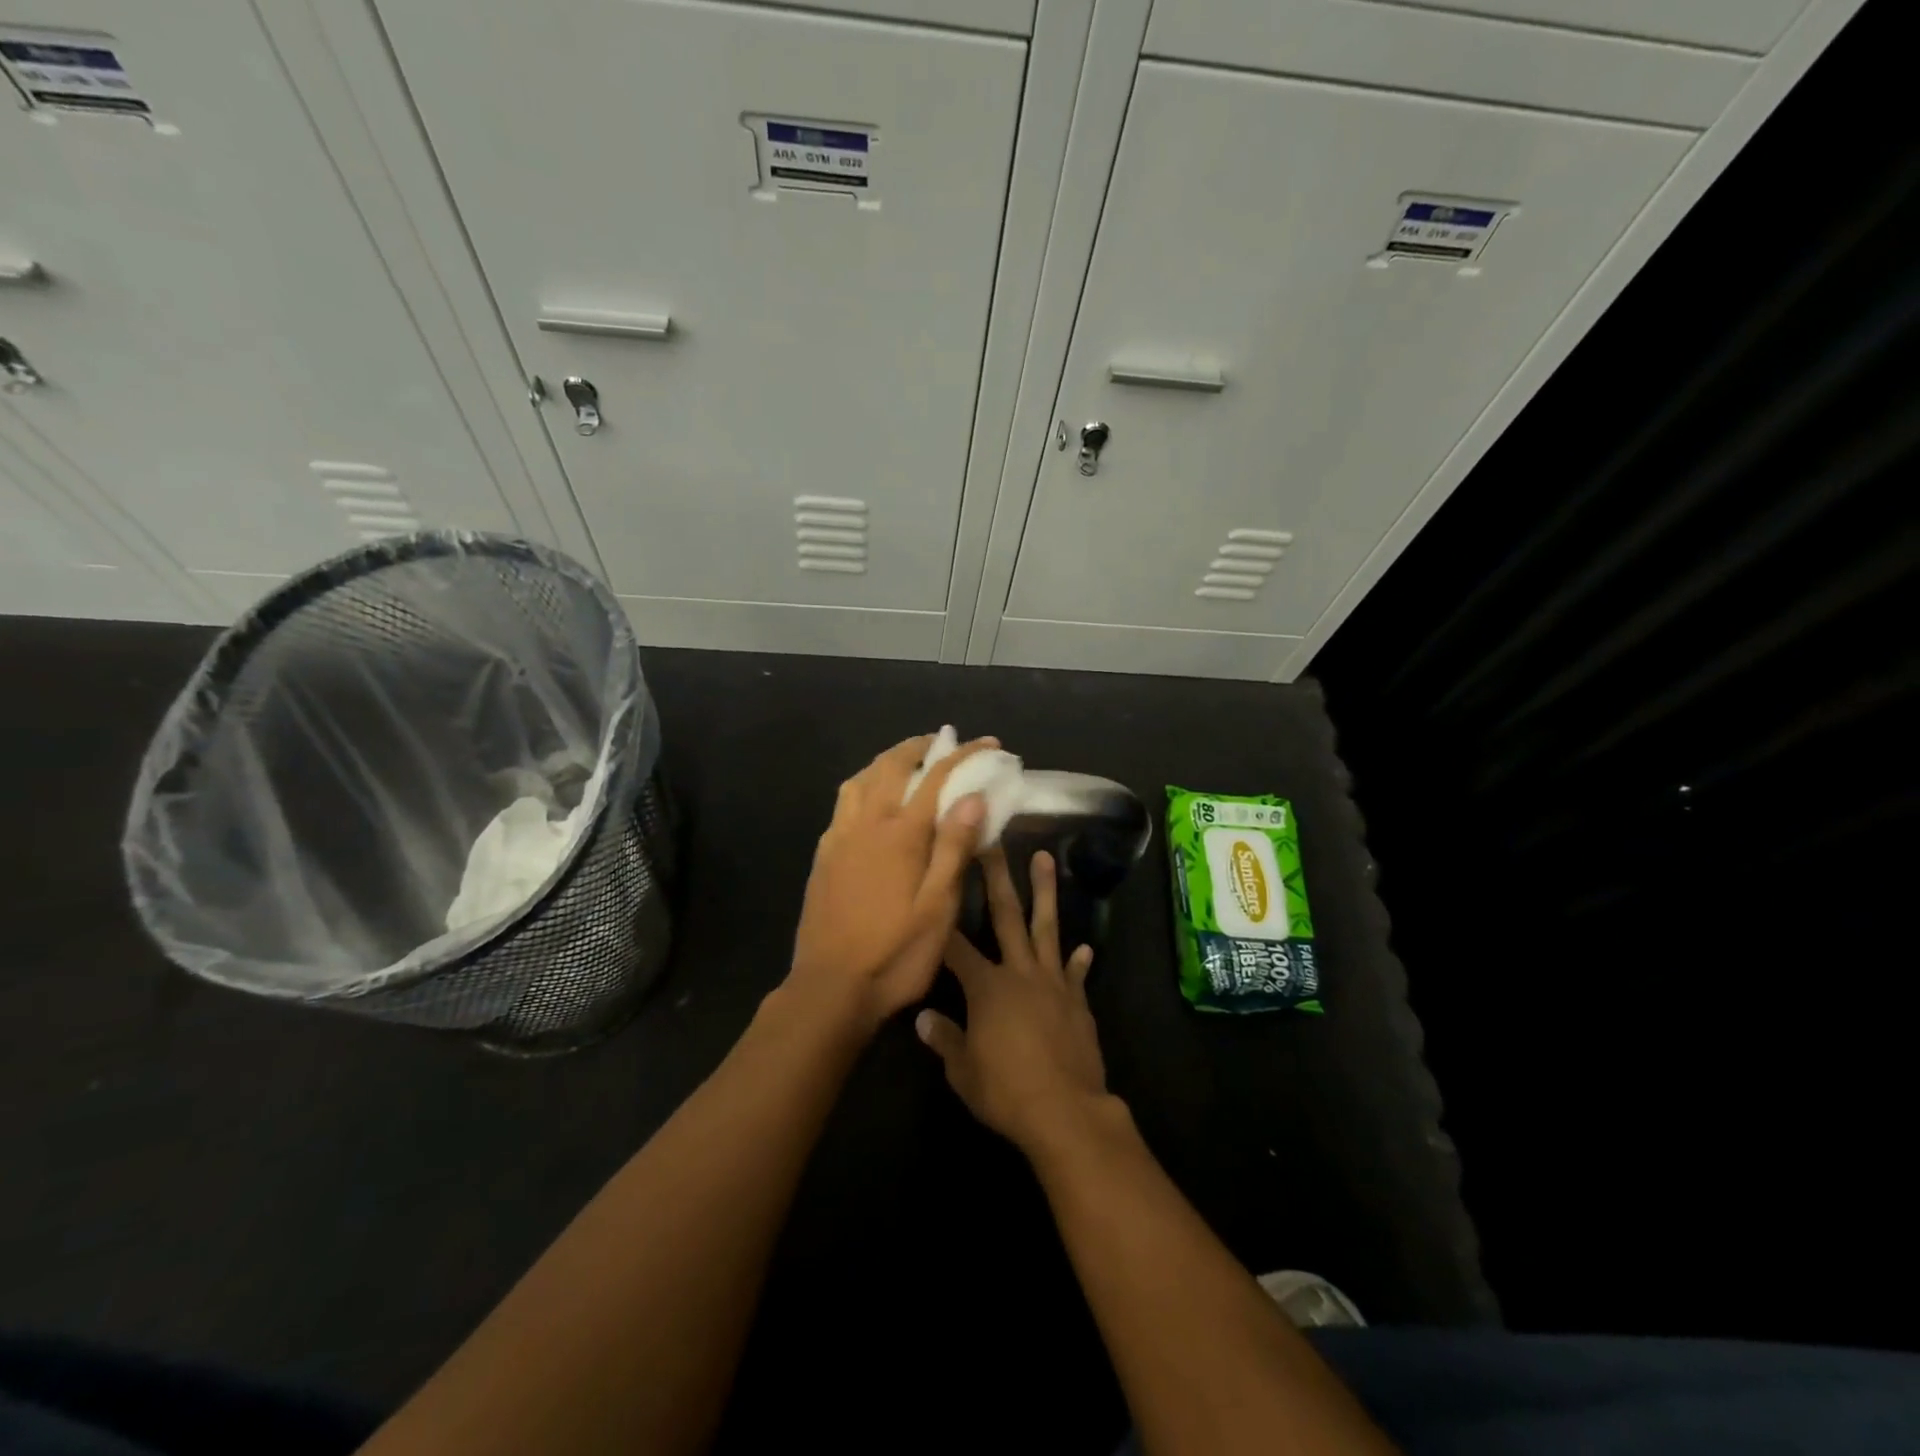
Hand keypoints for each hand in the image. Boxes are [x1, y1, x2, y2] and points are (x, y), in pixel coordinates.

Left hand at [786, 733, 996, 1029]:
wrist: (830, 988)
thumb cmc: (895, 954)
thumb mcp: (938, 908)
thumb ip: (953, 848)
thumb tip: (973, 797)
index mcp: (900, 834)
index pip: (936, 778)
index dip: (965, 756)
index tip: (989, 744)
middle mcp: (866, 824)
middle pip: (891, 766)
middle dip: (920, 746)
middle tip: (943, 742)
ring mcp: (839, 838)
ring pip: (860, 779)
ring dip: (886, 760)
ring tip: (906, 761)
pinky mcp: (823, 855)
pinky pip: (843, 803)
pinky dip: (862, 785)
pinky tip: (870, 801)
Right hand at [916, 849, 1108, 1151]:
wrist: (1067, 1112)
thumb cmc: (1006, 1091)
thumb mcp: (963, 1071)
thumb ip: (944, 1039)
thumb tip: (922, 1018)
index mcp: (987, 986)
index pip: (956, 946)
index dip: (942, 920)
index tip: (935, 887)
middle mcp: (1019, 973)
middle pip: (1006, 916)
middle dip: (996, 877)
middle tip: (994, 842)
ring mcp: (1052, 983)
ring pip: (1047, 928)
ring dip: (1046, 892)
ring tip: (1045, 859)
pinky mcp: (1077, 1001)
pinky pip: (1075, 974)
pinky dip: (1079, 961)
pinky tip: (1085, 947)